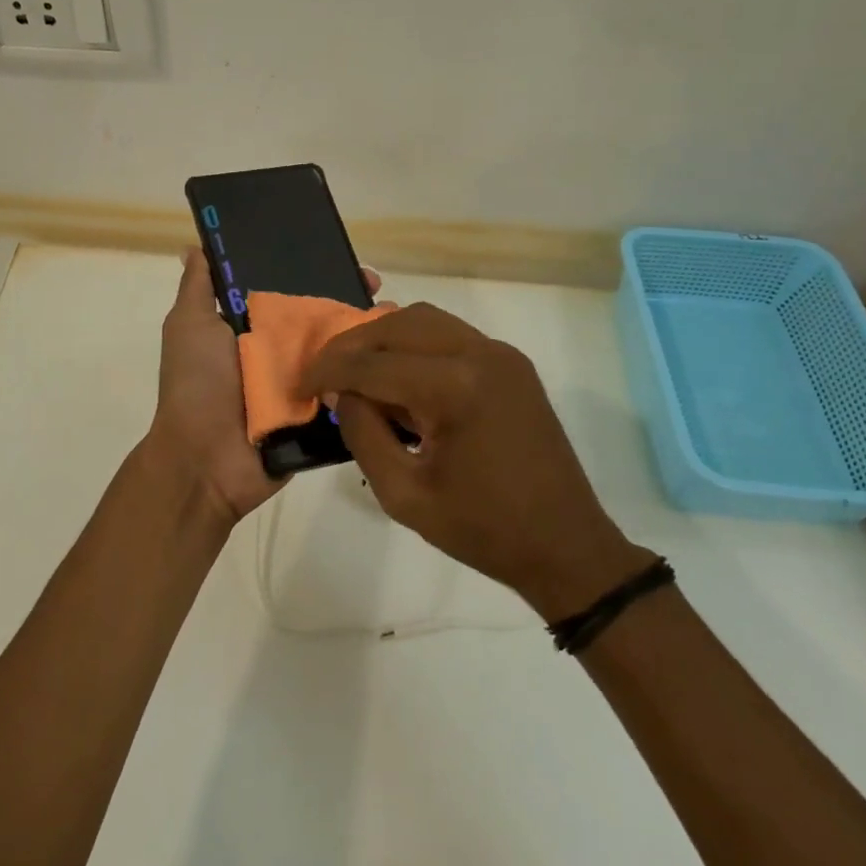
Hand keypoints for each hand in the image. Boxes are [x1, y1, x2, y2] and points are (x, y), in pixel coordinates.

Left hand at [148, 248, 382, 527]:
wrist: (205, 461)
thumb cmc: (196, 385)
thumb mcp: (189, 326)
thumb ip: (199, 288)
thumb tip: (195, 247)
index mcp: (252, 329)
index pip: (289, 291)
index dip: (313, 271)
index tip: (340, 255)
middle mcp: (280, 353)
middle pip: (321, 318)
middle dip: (350, 299)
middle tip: (378, 288)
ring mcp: (303, 385)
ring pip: (342, 352)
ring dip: (369, 333)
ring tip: (397, 315)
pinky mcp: (320, 416)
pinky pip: (350, 390)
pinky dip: (372, 376)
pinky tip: (398, 355)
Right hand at [301, 303, 649, 620]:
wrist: (565, 545)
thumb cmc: (482, 530)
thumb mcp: (402, 494)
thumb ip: (362, 434)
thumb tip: (342, 394)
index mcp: (455, 388)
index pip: (372, 363)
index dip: (328, 371)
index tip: (300, 385)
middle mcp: (480, 354)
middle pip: (398, 324)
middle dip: (353, 345)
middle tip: (324, 374)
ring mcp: (501, 354)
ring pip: (425, 320)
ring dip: (383, 338)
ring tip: (355, 372)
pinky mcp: (511, 364)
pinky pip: (450, 336)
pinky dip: (414, 346)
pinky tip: (397, 377)